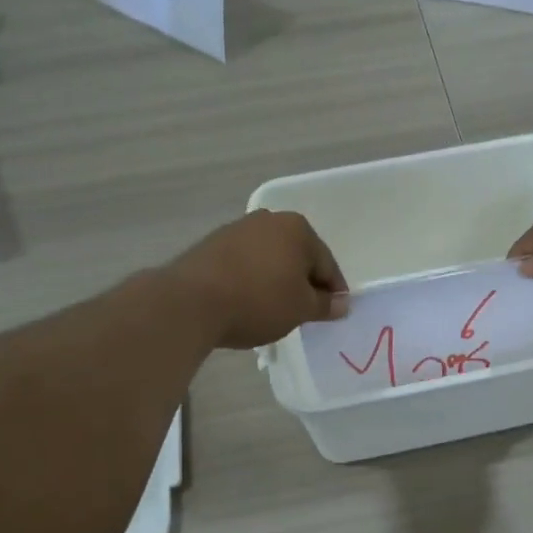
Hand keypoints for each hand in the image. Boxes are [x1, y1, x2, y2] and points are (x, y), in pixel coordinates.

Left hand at [165, 210, 347, 349]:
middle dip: (303, 282)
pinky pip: (244, 263)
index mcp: (298, 229)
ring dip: (276, 279)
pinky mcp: (212, 244)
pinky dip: (252, 279)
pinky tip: (247, 301)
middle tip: (304, 311)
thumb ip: (325, 304)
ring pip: (270, 258)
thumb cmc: (258, 301)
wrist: (191, 302)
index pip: (326, 263)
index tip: (333, 312)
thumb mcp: (300, 309)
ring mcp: (237, 229)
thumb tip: (342, 303)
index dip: (333, 291)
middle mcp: (269, 220)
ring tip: (274, 309)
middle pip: (297, 256)